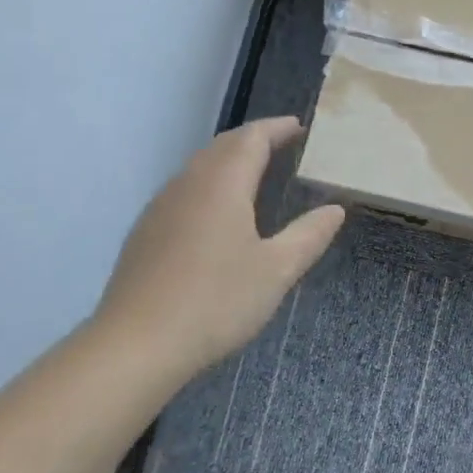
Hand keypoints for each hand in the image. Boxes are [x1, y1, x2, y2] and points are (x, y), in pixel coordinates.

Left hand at [92, 117, 344, 382]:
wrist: (137, 345)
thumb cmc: (217, 301)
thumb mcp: (277, 270)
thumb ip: (309, 235)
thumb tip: (335, 209)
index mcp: (222, 185)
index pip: (251, 138)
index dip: (277, 128)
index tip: (301, 127)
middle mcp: (187, 185)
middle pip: (222, 146)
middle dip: (253, 139)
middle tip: (283, 143)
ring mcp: (160, 208)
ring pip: (199, 168)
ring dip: (229, 161)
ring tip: (256, 172)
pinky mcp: (145, 233)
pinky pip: (184, 191)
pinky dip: (210, 184)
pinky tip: (218, 213)